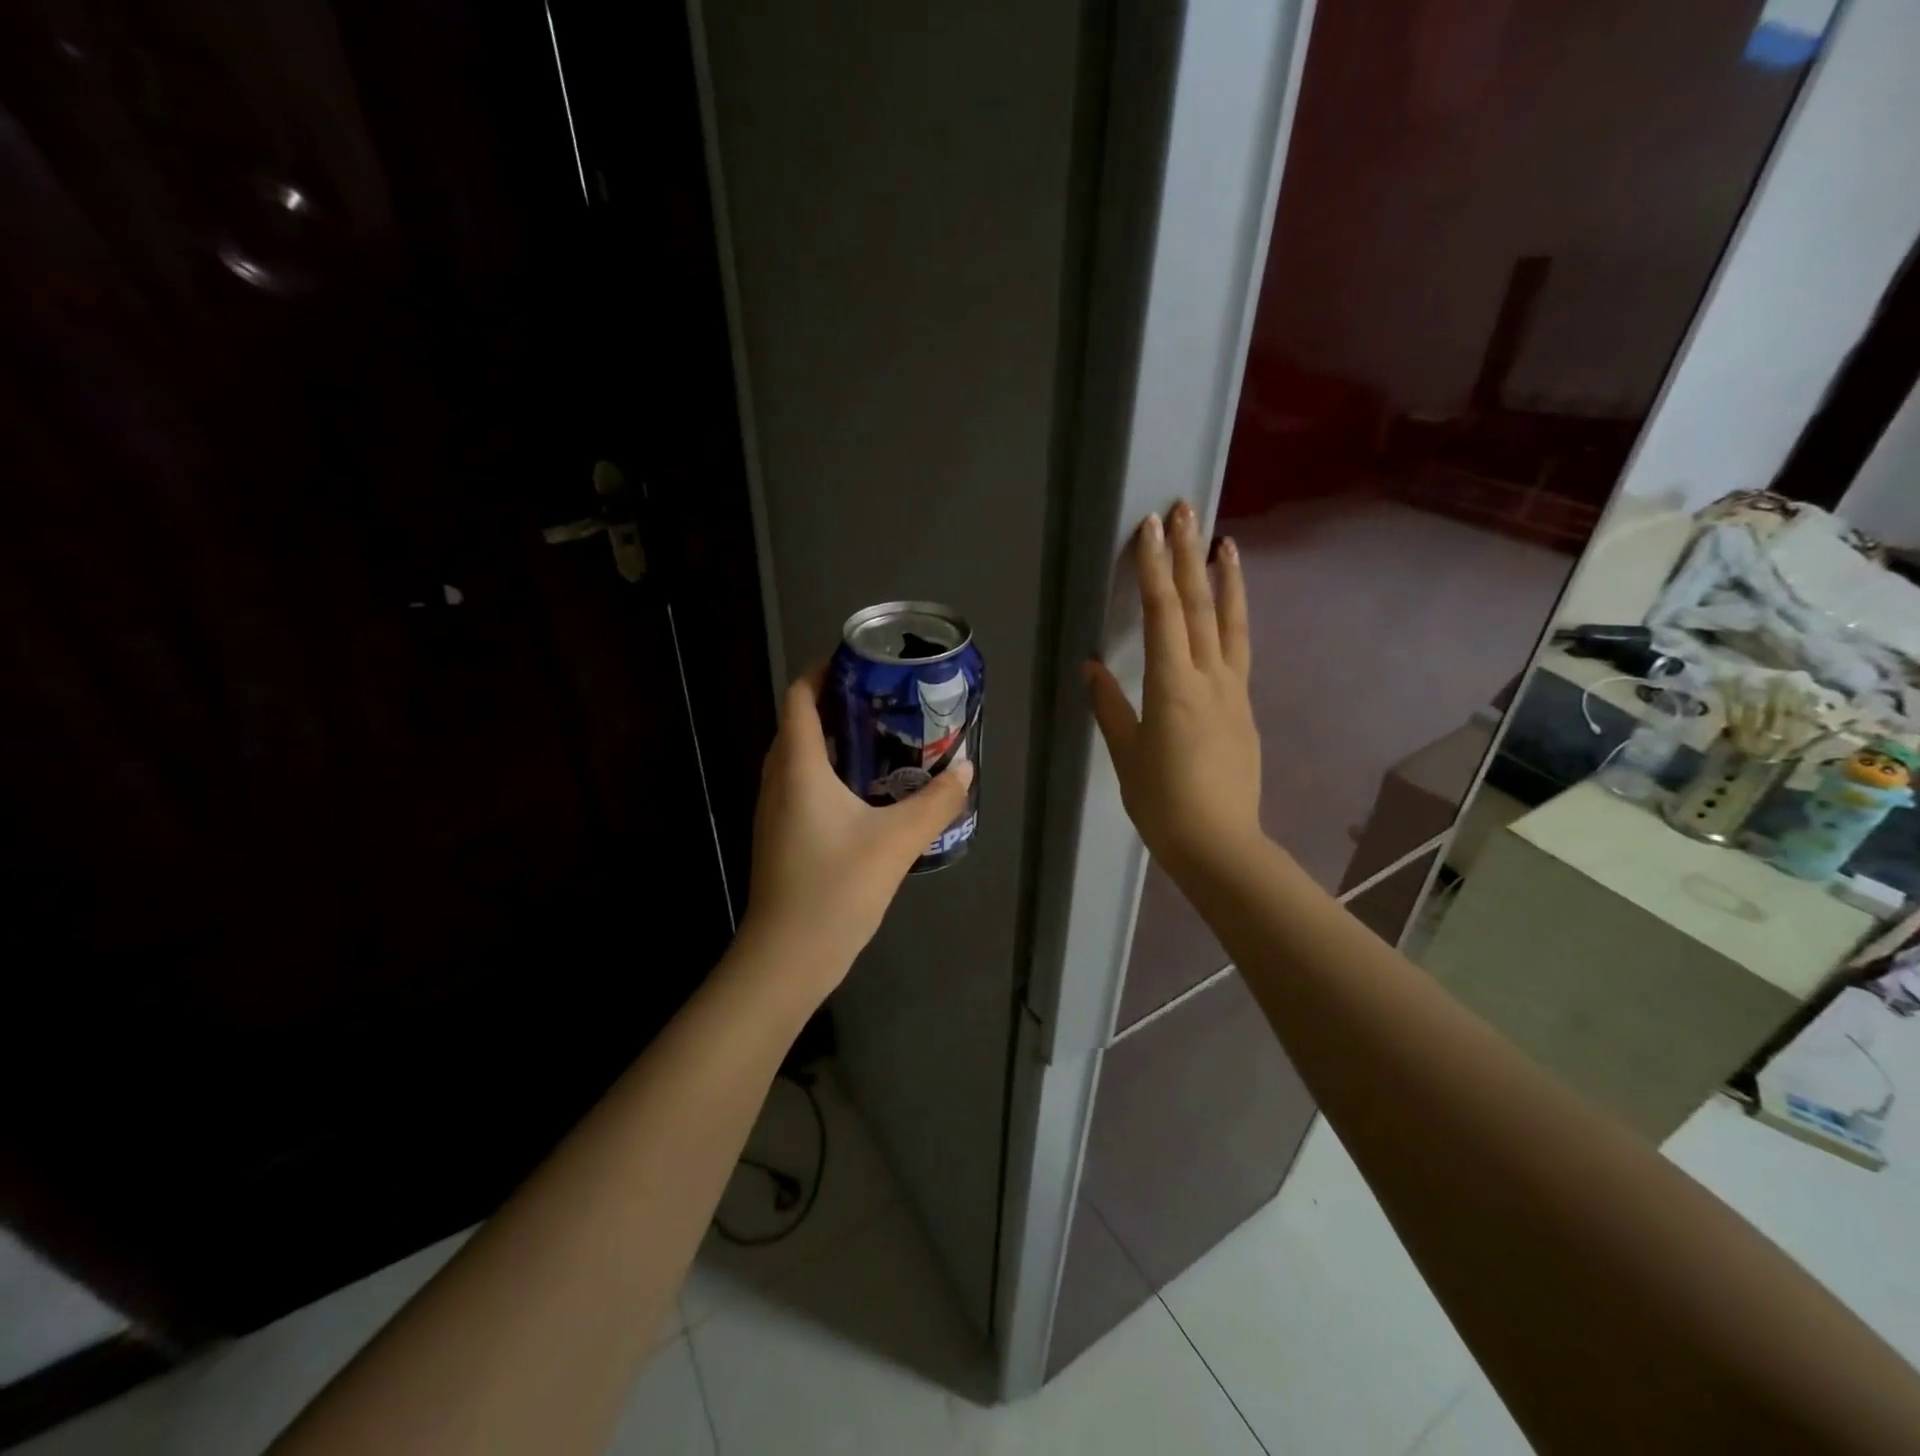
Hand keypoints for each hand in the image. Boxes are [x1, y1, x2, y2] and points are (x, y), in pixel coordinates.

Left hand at [740, 667, 973, 992]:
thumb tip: (966, 768)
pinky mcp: (781, 837)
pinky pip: (801, 786)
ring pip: (799, 757)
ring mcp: (775, 811)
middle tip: (884, 701)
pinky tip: (866, 792)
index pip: (799, 698)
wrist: (787, 957)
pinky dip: (829, 773)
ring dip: (833, 740)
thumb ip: (936, 802)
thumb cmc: (835, 888)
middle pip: (799, 723)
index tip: (861, 664)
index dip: (823, 671)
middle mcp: (778, 780)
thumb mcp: (897, 841)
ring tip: (881, 739)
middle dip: (837, 704)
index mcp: (798, 767)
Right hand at [1085, 503, 1263, 878]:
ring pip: (1231, 623)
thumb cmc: (1162, 802)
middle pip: (1199, 605)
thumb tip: (1094, 666)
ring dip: (1225, 579)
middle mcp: (1209, 677)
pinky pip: (1240, 649)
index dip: (1155, 568)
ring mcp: (1233, 690)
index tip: (1150, 528)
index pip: (1163, 613)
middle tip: (1185, 510)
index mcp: (1173, 687)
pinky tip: (1230, 606)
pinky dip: (1235, 617)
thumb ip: (1111, 705)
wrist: (1219, 843)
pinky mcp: (1244, 706)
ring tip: (1224, 542)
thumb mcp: (1126, 753)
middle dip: (1188, 554)